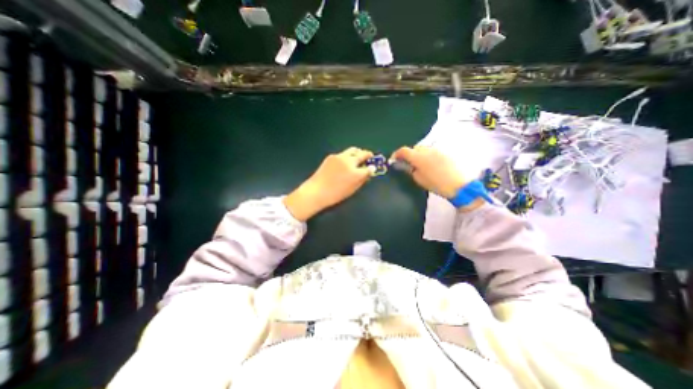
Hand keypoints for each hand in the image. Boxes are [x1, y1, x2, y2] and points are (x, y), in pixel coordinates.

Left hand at [285, 147, 376, 221]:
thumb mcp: (352, 189)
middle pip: (362, 154)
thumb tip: (368, 172)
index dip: (372, 167)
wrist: (317, 191)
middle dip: (368, 155)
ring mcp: (340, 157)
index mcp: (356, 173)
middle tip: (369, 157)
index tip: (373, 167)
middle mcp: (349, 162)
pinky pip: (343, 153)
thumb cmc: (335, 194)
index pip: (369, 168)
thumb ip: (362, 180)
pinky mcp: (332, 156)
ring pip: (353, 150)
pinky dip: (348, 156)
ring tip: (359, 156)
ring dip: (358, 152)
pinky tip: (345, 162)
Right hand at [389, 145, 470, 199]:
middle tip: (407, 163)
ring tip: (419, 164)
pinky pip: (432, 151)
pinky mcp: (445, 152)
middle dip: (408, 154)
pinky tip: (430, 164)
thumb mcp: (419, 179)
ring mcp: (437, 150)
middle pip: (414, 148)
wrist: (459, 185)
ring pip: (423, 149)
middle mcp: (427, 150)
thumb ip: (410, 170)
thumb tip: (405, 165)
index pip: (403, 150)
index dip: (396, 154)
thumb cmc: (436, 184)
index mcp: (418, 157)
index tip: (394, 160)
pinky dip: (427, 155)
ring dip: (418, 154)